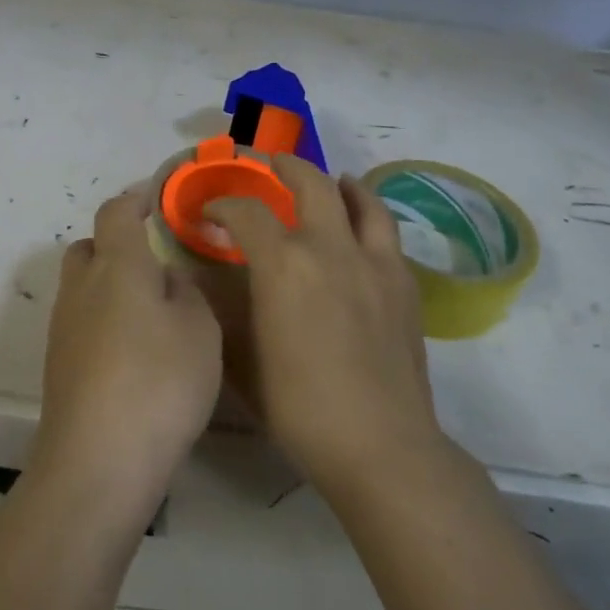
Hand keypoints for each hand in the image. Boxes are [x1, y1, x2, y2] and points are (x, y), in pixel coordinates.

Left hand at [32, 184, 223, 516]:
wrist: (98, 461)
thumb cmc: (159, 382)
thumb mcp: (200, 330)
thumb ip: (185, 292)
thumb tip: (164, 279)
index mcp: (117, 266)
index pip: (117, 212)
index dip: (136, 198)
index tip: (156, 196)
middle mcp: (81, 288)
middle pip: (90, 248)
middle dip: (117, 244)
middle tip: (154, 263)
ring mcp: (63, 328)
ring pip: (83, 287)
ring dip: (110, 287)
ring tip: (150, 312)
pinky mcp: (58, 365)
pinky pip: (81, 323)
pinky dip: (104, 322)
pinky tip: (132, 353)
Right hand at [206, 154, 445, 489]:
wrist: (379, 443)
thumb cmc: (298, 407)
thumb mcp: (241, 359)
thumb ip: (222, 310)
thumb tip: (206, 282)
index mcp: (283, 264)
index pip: (245, 211)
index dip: (222, 203)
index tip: (210, 210)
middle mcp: (330, 248)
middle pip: (309, 181)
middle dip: (281, 166)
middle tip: (266, 166)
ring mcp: (374, 262)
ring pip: (359, 198)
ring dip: (336, 182)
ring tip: (327, 181)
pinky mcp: (403, 283)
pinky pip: (385, 231)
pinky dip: (368, 216)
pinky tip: (360, 232)